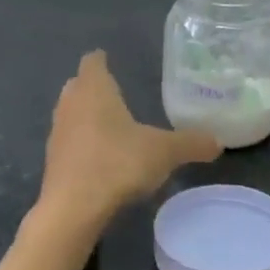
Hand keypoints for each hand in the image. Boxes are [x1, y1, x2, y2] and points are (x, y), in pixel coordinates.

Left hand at [38, 51, 220, 231]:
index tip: (111, 60)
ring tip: (110, 125)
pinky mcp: (52, 161)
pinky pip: (68, 141)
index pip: (92, 62)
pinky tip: (100, 157)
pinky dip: (81, 143)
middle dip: (93, 86)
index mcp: (95, 90)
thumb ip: (191, 143)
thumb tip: (218, 142)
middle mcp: (71, 104)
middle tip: (117, 92)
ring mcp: (57, 133)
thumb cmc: (117, 163)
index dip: (101, 60)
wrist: (72, 210)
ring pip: (70, 113)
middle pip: (78, 85)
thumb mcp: (164, 152)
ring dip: (85, 116)